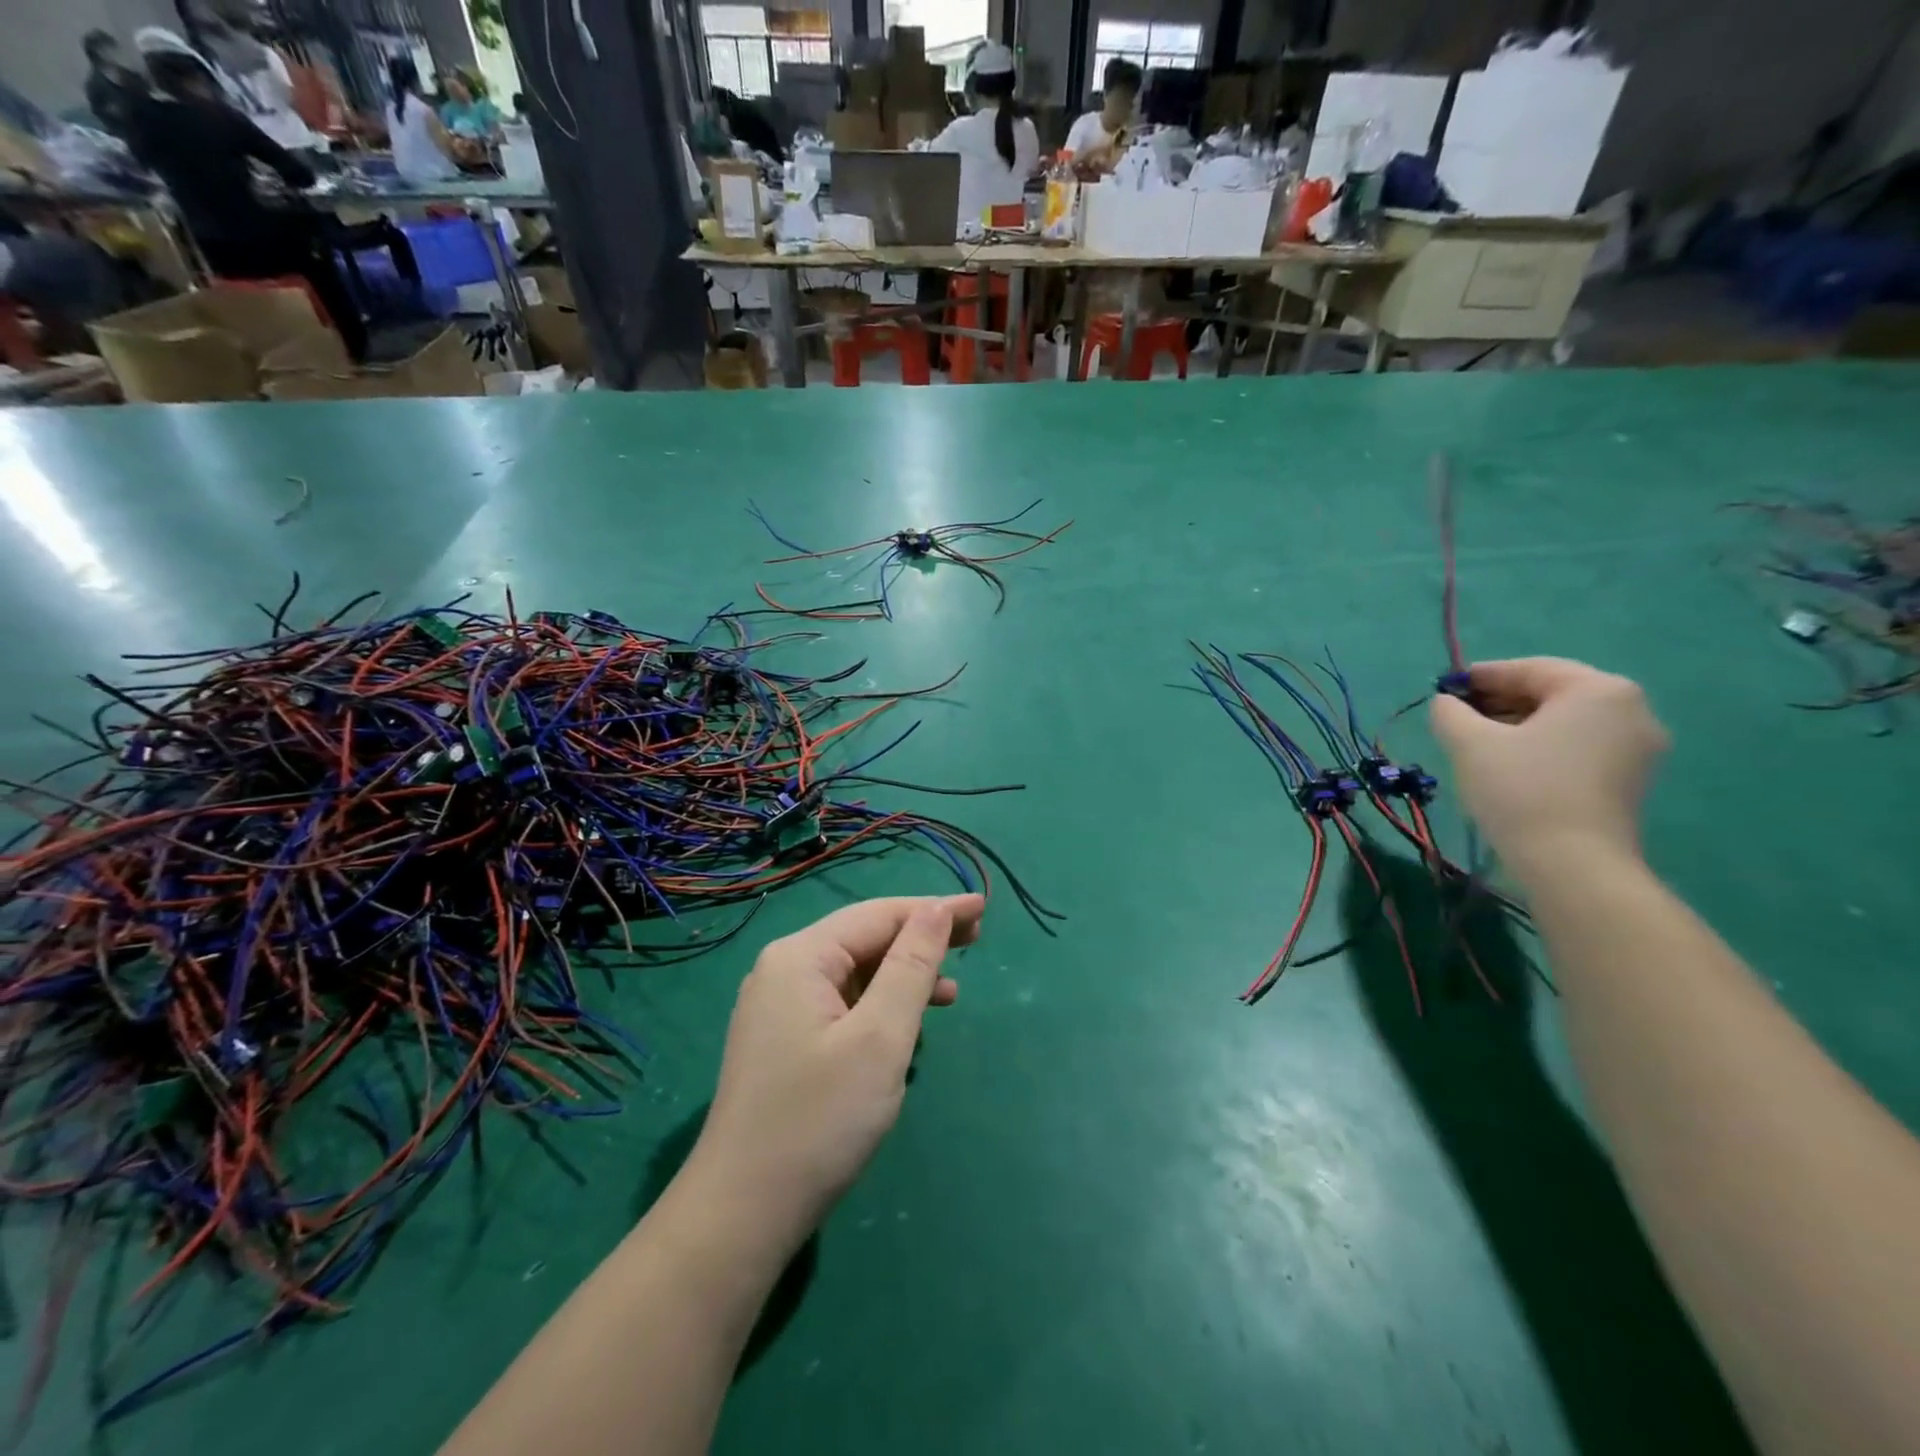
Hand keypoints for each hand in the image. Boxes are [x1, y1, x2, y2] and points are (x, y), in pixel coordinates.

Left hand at [688, 895, 983, 1246]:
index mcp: (801, 957)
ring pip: (856, 974)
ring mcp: (780, 1008)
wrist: (742, 1214)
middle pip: (865, 938)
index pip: (879, 915)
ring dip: (904, 976)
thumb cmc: (819, 1119)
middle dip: (921, 938)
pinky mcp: (784, 1041)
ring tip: (952, 992)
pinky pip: (843, 1005)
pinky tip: (907, 1028)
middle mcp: (785, 970)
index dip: (934, 909)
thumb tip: (936, 909)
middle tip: (977, 939)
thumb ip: (911, 966)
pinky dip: (880, 1007)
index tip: (983, 908)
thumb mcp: (880, 1038)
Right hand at [1429, 658, 1668, 868]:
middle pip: (1552, 693)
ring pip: (1566, 722)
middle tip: (1457, 716)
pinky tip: (1509, 765)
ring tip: (1477, 743)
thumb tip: (1447, 703)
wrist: (1572, 863)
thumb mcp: (1469, 743)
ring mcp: (1638, 747)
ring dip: (1520, 725)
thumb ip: (1450, 712)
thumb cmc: (1520, 789)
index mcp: (1598, 690)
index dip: (1481, 676)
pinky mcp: (1632, 780)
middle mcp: (1631, 709)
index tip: (1445, 687)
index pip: (1530, 670)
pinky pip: (1580, 747)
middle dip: (1501, 701)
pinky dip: (1543, 746)